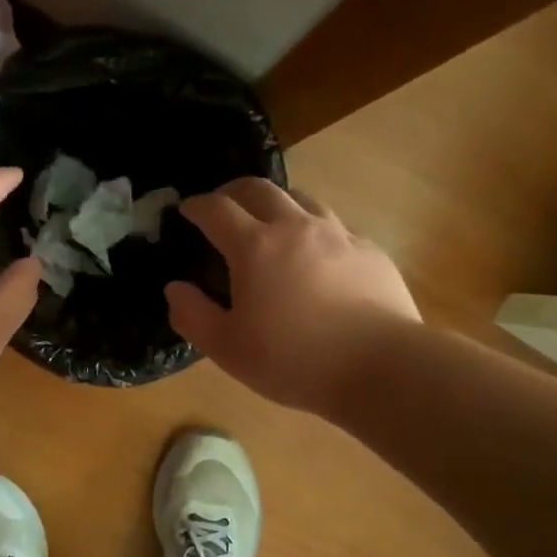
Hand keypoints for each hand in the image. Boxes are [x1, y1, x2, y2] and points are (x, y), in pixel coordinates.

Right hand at [166, 177, 420, 417]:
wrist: (381, 367)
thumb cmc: (294, 360)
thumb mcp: (228, 349)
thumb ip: (193, 316)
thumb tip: (175, 289)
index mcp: (255, 247)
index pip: (216, 209)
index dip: (196, 206)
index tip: (186, 210)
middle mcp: (295, 227)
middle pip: (259, 189)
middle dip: (233, 191)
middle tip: (222, 204)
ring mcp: (338, 234)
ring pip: (301, 199)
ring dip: (276, 203)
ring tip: (270, 221)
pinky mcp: (369, 250)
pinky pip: (334, 226)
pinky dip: (313, 229)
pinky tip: (316, 254)